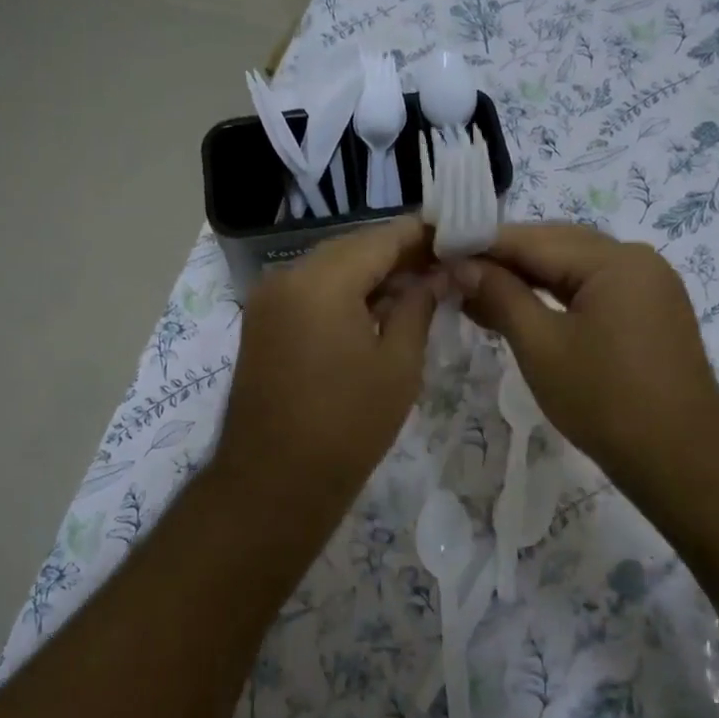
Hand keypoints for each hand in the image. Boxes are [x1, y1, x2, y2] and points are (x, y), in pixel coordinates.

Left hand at [210, 217, 437, 518]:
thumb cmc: (347, 426)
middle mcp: (287, 276)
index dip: (421, 234)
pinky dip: (343, 291)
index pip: (380, 238)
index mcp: (321, 281)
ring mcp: (268, 298)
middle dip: (397, 253)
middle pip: (352, 247)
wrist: (273, 483)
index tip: (456, 236)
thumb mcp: (398, 365)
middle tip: (442, 264)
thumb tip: (438, 274)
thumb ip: (418, 306)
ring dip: (370, 272)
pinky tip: (377, 307)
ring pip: (329, 267)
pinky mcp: (262, 321)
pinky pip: (309, 289)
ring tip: (418, 286)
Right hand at [451, 224, 718, 500]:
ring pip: (573, 268)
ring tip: (477, 293)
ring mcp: (648, 285)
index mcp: (614, 259)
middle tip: (454, 275)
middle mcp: (636, 259)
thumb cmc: (605, 401)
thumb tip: (462, 265)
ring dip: (526, 278)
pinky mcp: (649, 311)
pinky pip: (592, 289)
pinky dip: (554, 296)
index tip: (439, 252)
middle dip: (503, 260)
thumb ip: (500, 296)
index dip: (482, 244)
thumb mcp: (541, 346)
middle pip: (555, 246)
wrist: (681, 461)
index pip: (533, 239)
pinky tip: (520, 308)